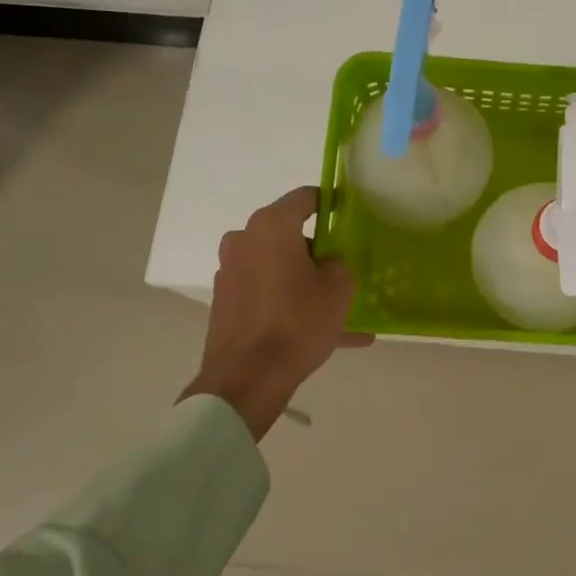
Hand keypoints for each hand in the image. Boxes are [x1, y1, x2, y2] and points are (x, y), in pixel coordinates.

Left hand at [182, 186, 369, 440]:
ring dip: (305, 282)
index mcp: (271, 226)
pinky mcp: (226, 301)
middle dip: (316, 249)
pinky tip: (324, 334)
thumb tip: (326, 263)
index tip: (348, 216)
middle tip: (343, 269)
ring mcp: (230, 272)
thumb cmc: (297, 322)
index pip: (305, 197)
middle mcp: (244, 240)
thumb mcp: (339, 288)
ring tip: (339, 312)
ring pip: (278, 268)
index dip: (330, 203)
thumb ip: (338, 263)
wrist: (247, 378)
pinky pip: (267, 294)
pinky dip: (290, 304)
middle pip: (288, 234)